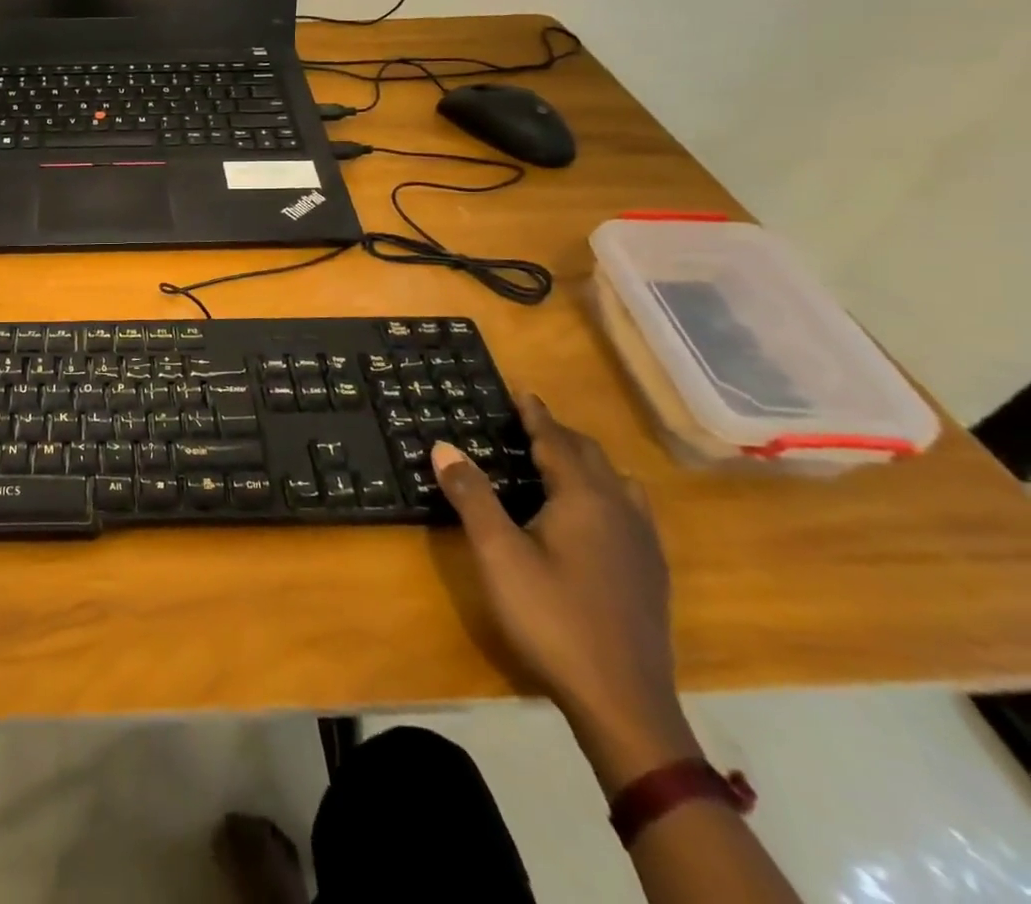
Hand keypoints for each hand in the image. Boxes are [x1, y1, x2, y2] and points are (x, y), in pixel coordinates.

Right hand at [433, 396, 700, 789]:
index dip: (536, 415)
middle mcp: (620, 511)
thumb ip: (472, 496)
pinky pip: (629, 510)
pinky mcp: (650, 574)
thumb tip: (444, 446)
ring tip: (559, 460)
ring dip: (586, 463)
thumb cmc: (552, 617)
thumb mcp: (498, 554)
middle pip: (591, 457)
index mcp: (585, 499)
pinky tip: (593, 515)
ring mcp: (642, 544)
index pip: (557, 442)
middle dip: (560, 434)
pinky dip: (605, 492)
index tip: (521, 391)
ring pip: (617, 483)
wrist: (622, 702)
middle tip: (528, 422)